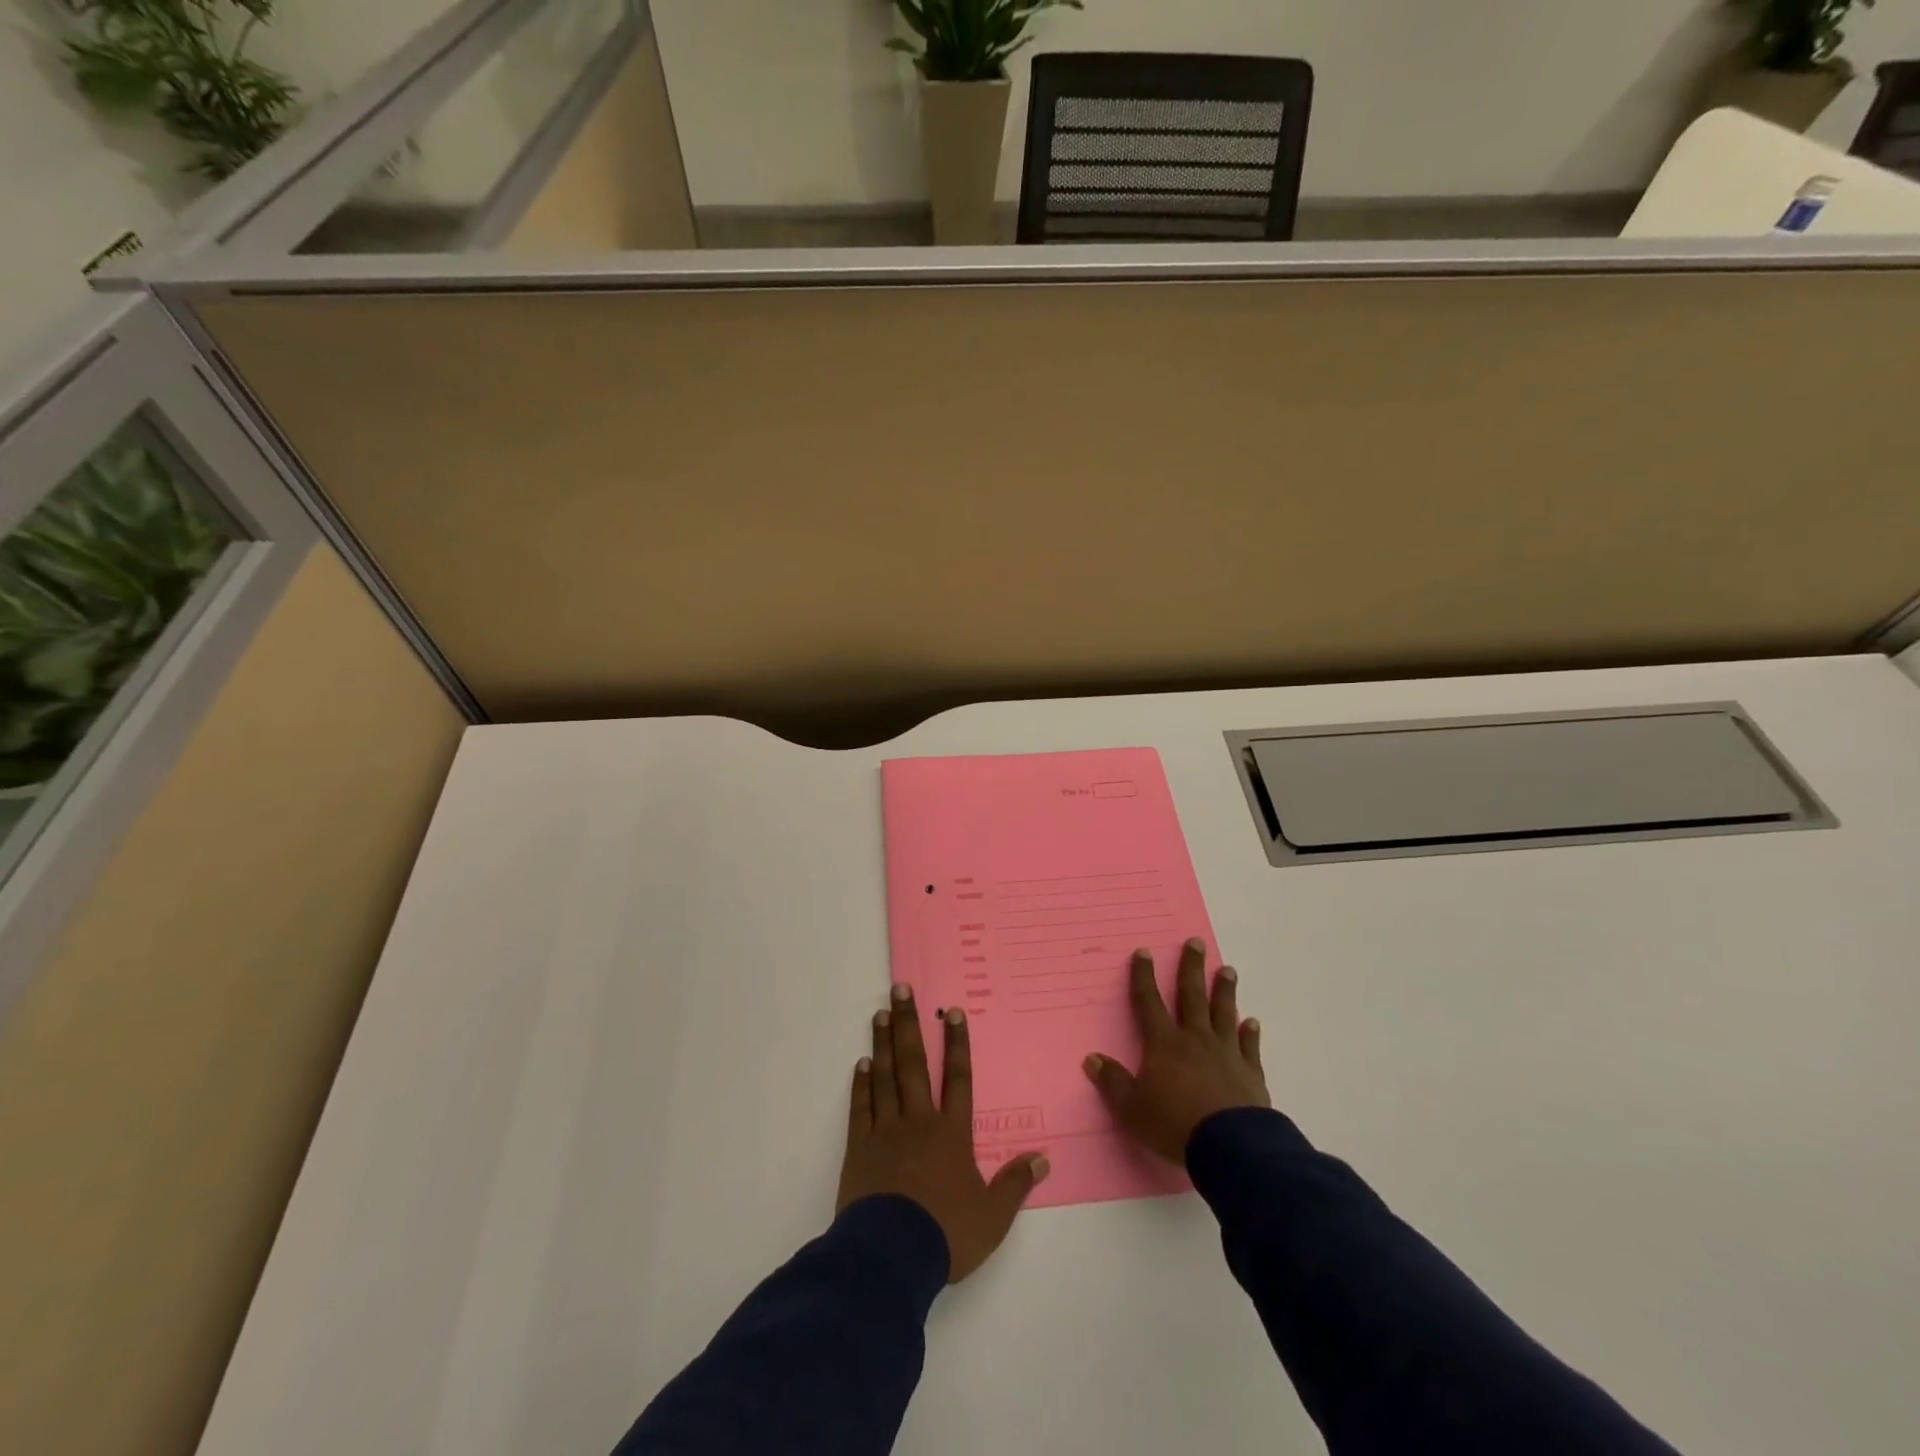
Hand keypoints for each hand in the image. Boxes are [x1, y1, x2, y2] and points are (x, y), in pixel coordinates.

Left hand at [837, 984, 1049, 1282]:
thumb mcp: (993, 1218)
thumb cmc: (946, 1234)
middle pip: (915, 1064)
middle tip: (900, 989)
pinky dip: (862, 1084)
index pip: (958, 1079)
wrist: (891, 1256)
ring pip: (886, 1077)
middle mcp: (919, 1121)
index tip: (952, 1012)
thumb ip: (1015, 1184)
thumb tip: (1043, 1158)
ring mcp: (886, 1131)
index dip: (957, 1044)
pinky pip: (861, 1108)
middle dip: (909, 1024)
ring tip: (880, 1014)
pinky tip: (862, 1064)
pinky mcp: (860, 1147)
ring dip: (883, 1044)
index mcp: (952, 1134)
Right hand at [1084, 939, 1269, 1164]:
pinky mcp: (1250, 1073)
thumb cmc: (1174, 1124)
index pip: (1149, 1002)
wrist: (1230, 1147)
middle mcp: (1195, 1039)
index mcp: (1164, 1044)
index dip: (1144, 976)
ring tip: (1227, 969)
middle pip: (1192, 996)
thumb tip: (1092, 1059)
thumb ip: (1113, 1082)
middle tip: (1196, 942)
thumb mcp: (1131, 1108)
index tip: (1144, 951)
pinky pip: (1249, 1046)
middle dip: (1191, 968)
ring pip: (1223, 1013)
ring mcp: (1226, 1053)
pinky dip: (1250, 1033)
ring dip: (1224, 990)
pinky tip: (1252, 1022)